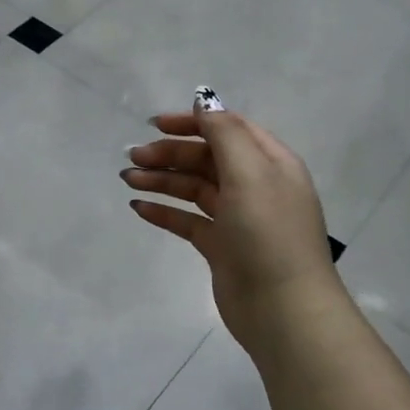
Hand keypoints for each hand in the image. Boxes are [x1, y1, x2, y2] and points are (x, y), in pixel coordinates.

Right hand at [121, 105, 340, 347]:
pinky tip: (138, 208)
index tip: (154, 125)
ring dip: (161, 180)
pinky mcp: (220, 245)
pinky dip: (163, 211)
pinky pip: (187, 219)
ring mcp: (237, 217)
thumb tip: (204, 102)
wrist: (282, 308)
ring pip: (193, 188)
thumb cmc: (268, 233)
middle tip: (133, 157)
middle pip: (206, 158)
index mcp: (270, 163)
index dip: (193, 122)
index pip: (228, 129)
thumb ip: (225, 134)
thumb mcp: (250, 174)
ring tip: (128, 180)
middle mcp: (255, 185)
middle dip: (169, 153)